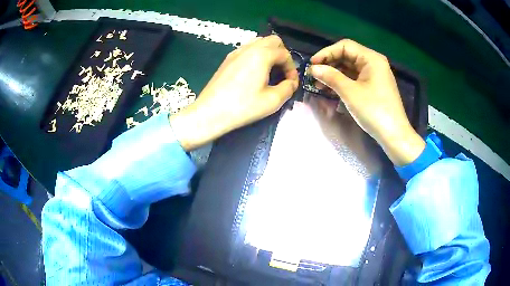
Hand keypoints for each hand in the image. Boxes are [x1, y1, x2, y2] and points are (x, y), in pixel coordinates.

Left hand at [171, 35, 298, 150]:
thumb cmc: (242, 107)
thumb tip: (291, 83)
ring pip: (259, 42)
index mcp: (261, 55)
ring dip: (269, 53)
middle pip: (273, 40)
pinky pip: (247, 49)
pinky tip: (254, 72)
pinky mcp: (228, 59)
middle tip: (282, 72)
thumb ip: (288, 88)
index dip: (292, 68)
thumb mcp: (272, 101)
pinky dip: (257, 55)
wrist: (210, 112)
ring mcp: (236, 52)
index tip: (291, 83)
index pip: (285, 53)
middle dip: (282, 54)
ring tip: (270, 72)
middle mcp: (249, 48)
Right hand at [309, 39, 424, 165]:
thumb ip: (331, 77)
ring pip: (350, 68)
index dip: (326, 53)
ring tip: (319, 85)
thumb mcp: (350, 92)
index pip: (345, 46)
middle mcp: (374, 63)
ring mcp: (375, 75)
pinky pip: (355, 78)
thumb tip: (313, 69)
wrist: (394, 135)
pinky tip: (332, 89)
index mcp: (371, 58)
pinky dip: (343, 82)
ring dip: (334, 74)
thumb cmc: (374, 111)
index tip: (312, 64)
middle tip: (314, 75)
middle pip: (347, 56)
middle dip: (330, 64)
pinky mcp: (374, 86)